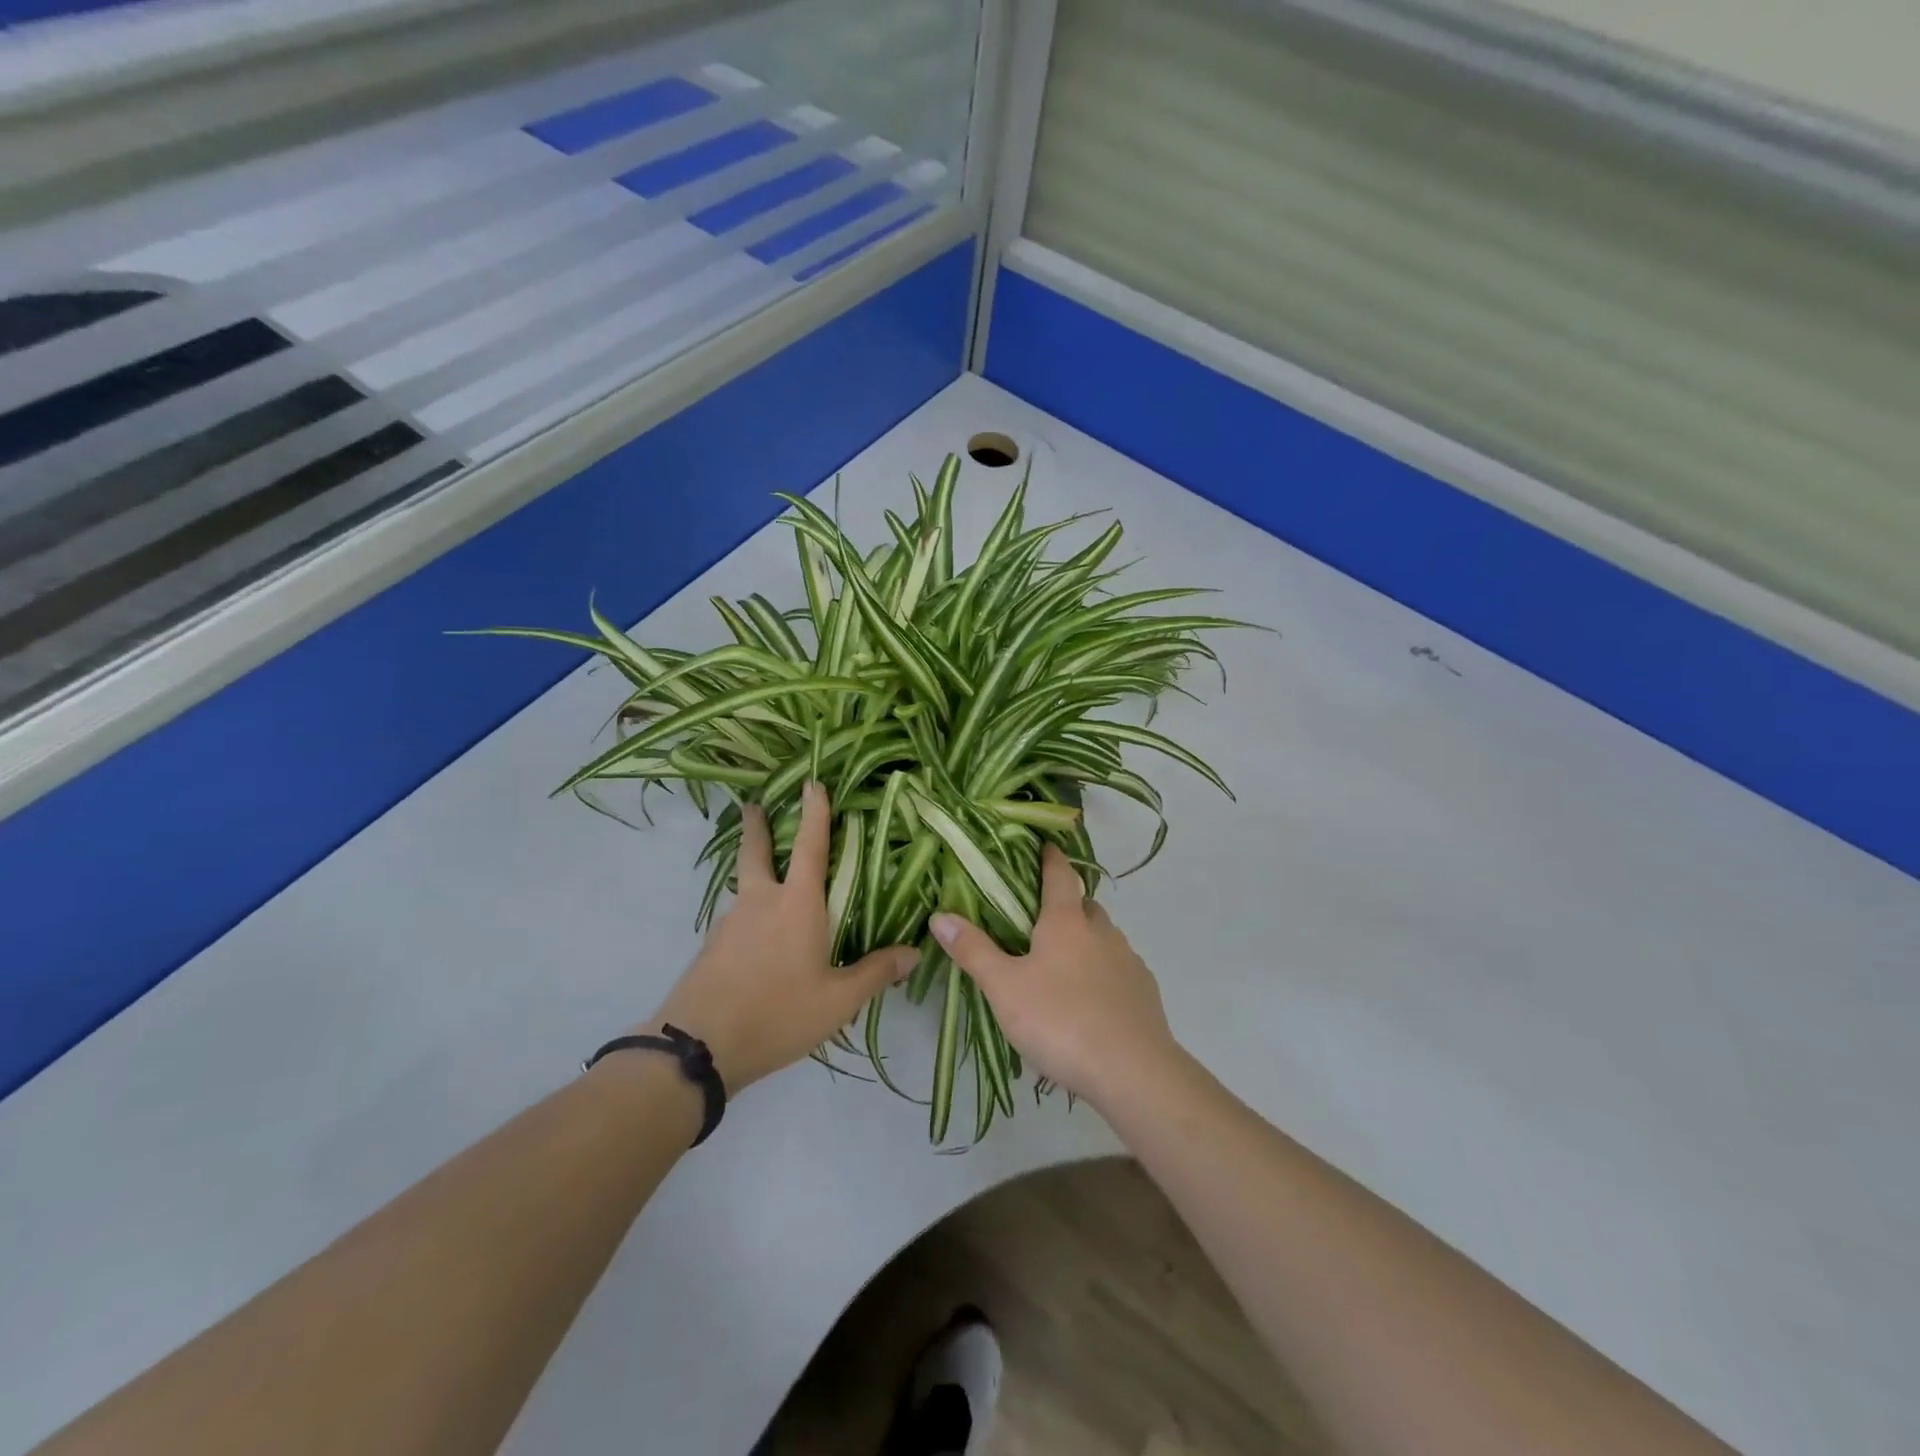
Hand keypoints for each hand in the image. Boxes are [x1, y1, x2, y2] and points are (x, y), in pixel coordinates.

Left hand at [646, 782, 917, 1090]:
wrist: (698, 1047)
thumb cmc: (777, 1013)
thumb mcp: (837, 1001)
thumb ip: (875, 973)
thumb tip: (914, 952)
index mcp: (796, 905)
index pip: (811, 847)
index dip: (814, 813)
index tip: (811, 782)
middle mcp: (761, 903)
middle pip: (757, 853)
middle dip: (758, 826)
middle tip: (754, 805)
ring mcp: (730, 924)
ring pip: (745, 887)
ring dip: (754, 872)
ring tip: (769, 883)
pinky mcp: (712, 949)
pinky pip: (737, 920)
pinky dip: (749, 915)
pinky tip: (757, 940)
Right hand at [930, 844, 1178, 1108]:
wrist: (1132, 1071)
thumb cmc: (1060, 1020)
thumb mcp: (1004, 988)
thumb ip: (974, 951)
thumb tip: (940, 916)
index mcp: (1067, 922)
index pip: (1060, 875)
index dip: (1051, 858)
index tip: (1046, 845)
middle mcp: (1102, 932)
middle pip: (1086, 905)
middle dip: (1068, 904)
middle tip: (1041, 917)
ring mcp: (1128, 961)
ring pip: (1105, 937)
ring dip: (1086, 940)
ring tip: (1062, 965)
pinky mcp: (1145, 992)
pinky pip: (1119, 970)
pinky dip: (1104, 973)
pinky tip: (1091, 1000)